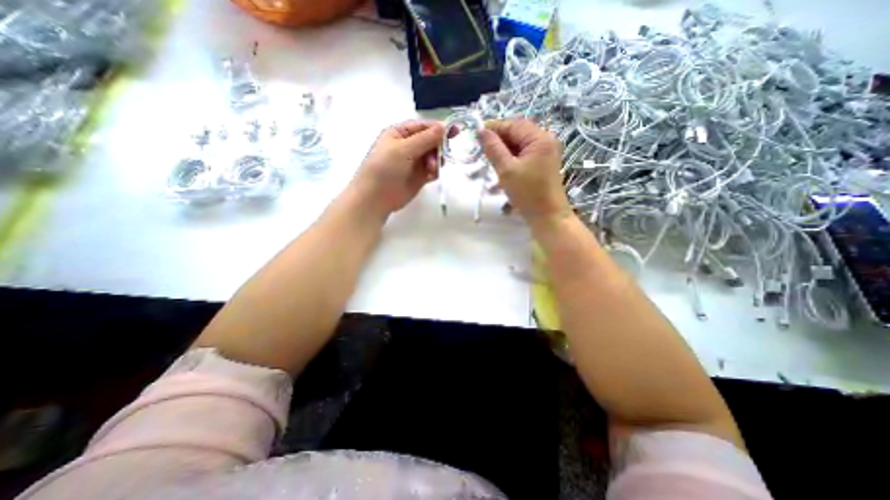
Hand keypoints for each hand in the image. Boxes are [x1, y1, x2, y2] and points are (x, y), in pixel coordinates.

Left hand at [349, 122, 441, 216]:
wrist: (376, 198)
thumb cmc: (385, 168)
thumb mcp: (403, 149)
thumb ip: (425, 139)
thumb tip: (444, 127)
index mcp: (400, 133)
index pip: (423, 126)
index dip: (438, 128)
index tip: (455, 131)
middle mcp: (408, 146)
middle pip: (431, 141)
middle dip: (438, 147)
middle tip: (443, 154)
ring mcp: (414, 162)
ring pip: (433, 156)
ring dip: (436, 161)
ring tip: (431, 169)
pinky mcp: (419, 177)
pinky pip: (432, 170)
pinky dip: (434, 171)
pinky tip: (430, 176)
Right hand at [481, 119, 570, 222]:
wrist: (547, 216)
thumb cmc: (528, 193)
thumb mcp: (506, 170)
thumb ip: (493, 149)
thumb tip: (482, 131)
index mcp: (540, 138)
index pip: (514, 125)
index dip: (494, 127)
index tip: (476, 133)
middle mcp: (545, 141)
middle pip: (517, 133)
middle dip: (499, 140)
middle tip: (481, 148)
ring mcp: (545, 153)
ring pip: (519, 145)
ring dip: (504, 151)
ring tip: (489, 159)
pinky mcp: (542, 164)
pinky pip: (524, 155)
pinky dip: (511, 159)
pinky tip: (501, 168)